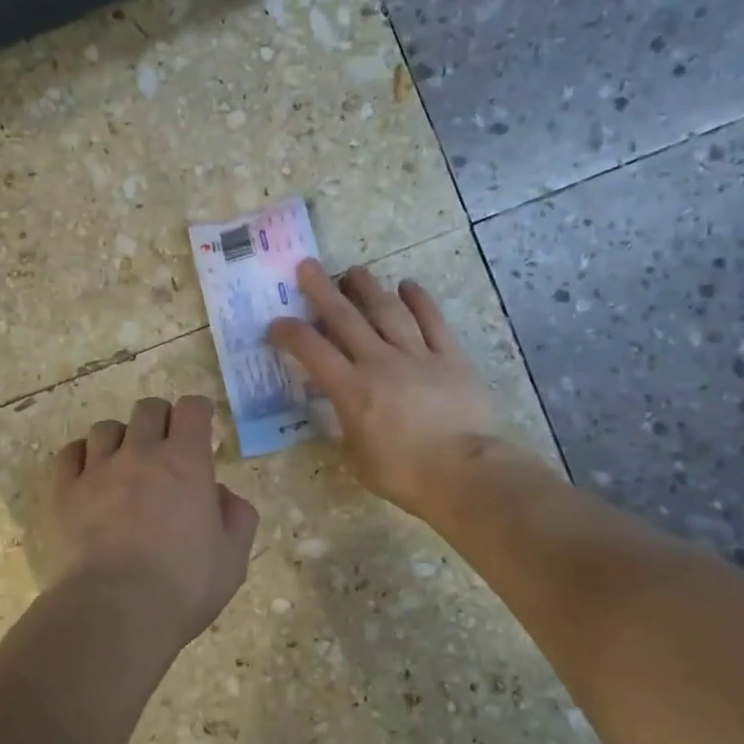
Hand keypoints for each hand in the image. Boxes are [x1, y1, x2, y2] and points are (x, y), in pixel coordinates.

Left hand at [45, 395, 259, 651]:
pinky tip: (88, 477)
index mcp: (185, 462)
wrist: (113, 612)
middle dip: (161, 420)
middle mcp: (140, 453)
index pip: (192, 409)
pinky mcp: (62, 492)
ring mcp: (96, 470)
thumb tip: (222, 494)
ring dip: (120, 439)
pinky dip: (81, 458)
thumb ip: (237, 517)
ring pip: (105, 428)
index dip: (199, 412)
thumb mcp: (232, 559)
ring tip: (123, 465)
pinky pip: (69, 454)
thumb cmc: (182, 586)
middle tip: (165, 448)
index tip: (202, 427)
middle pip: (148, 409)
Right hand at [268, 260, 504, 518]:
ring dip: (369, 287)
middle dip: (323, 291)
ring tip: (354, 271)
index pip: (312, 351)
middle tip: (308, 267)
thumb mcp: (360, 459)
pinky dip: (419, 300)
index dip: (290, 333)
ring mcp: (418, 356)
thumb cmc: (407, 476)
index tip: (276, 323)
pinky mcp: (451, 357)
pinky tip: (408, 285)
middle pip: (347, 318)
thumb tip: (348, 411)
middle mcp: (380, 363)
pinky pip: (433, 321)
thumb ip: (349, 427)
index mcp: (352, 390)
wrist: (468, 473)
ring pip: (388, 311)